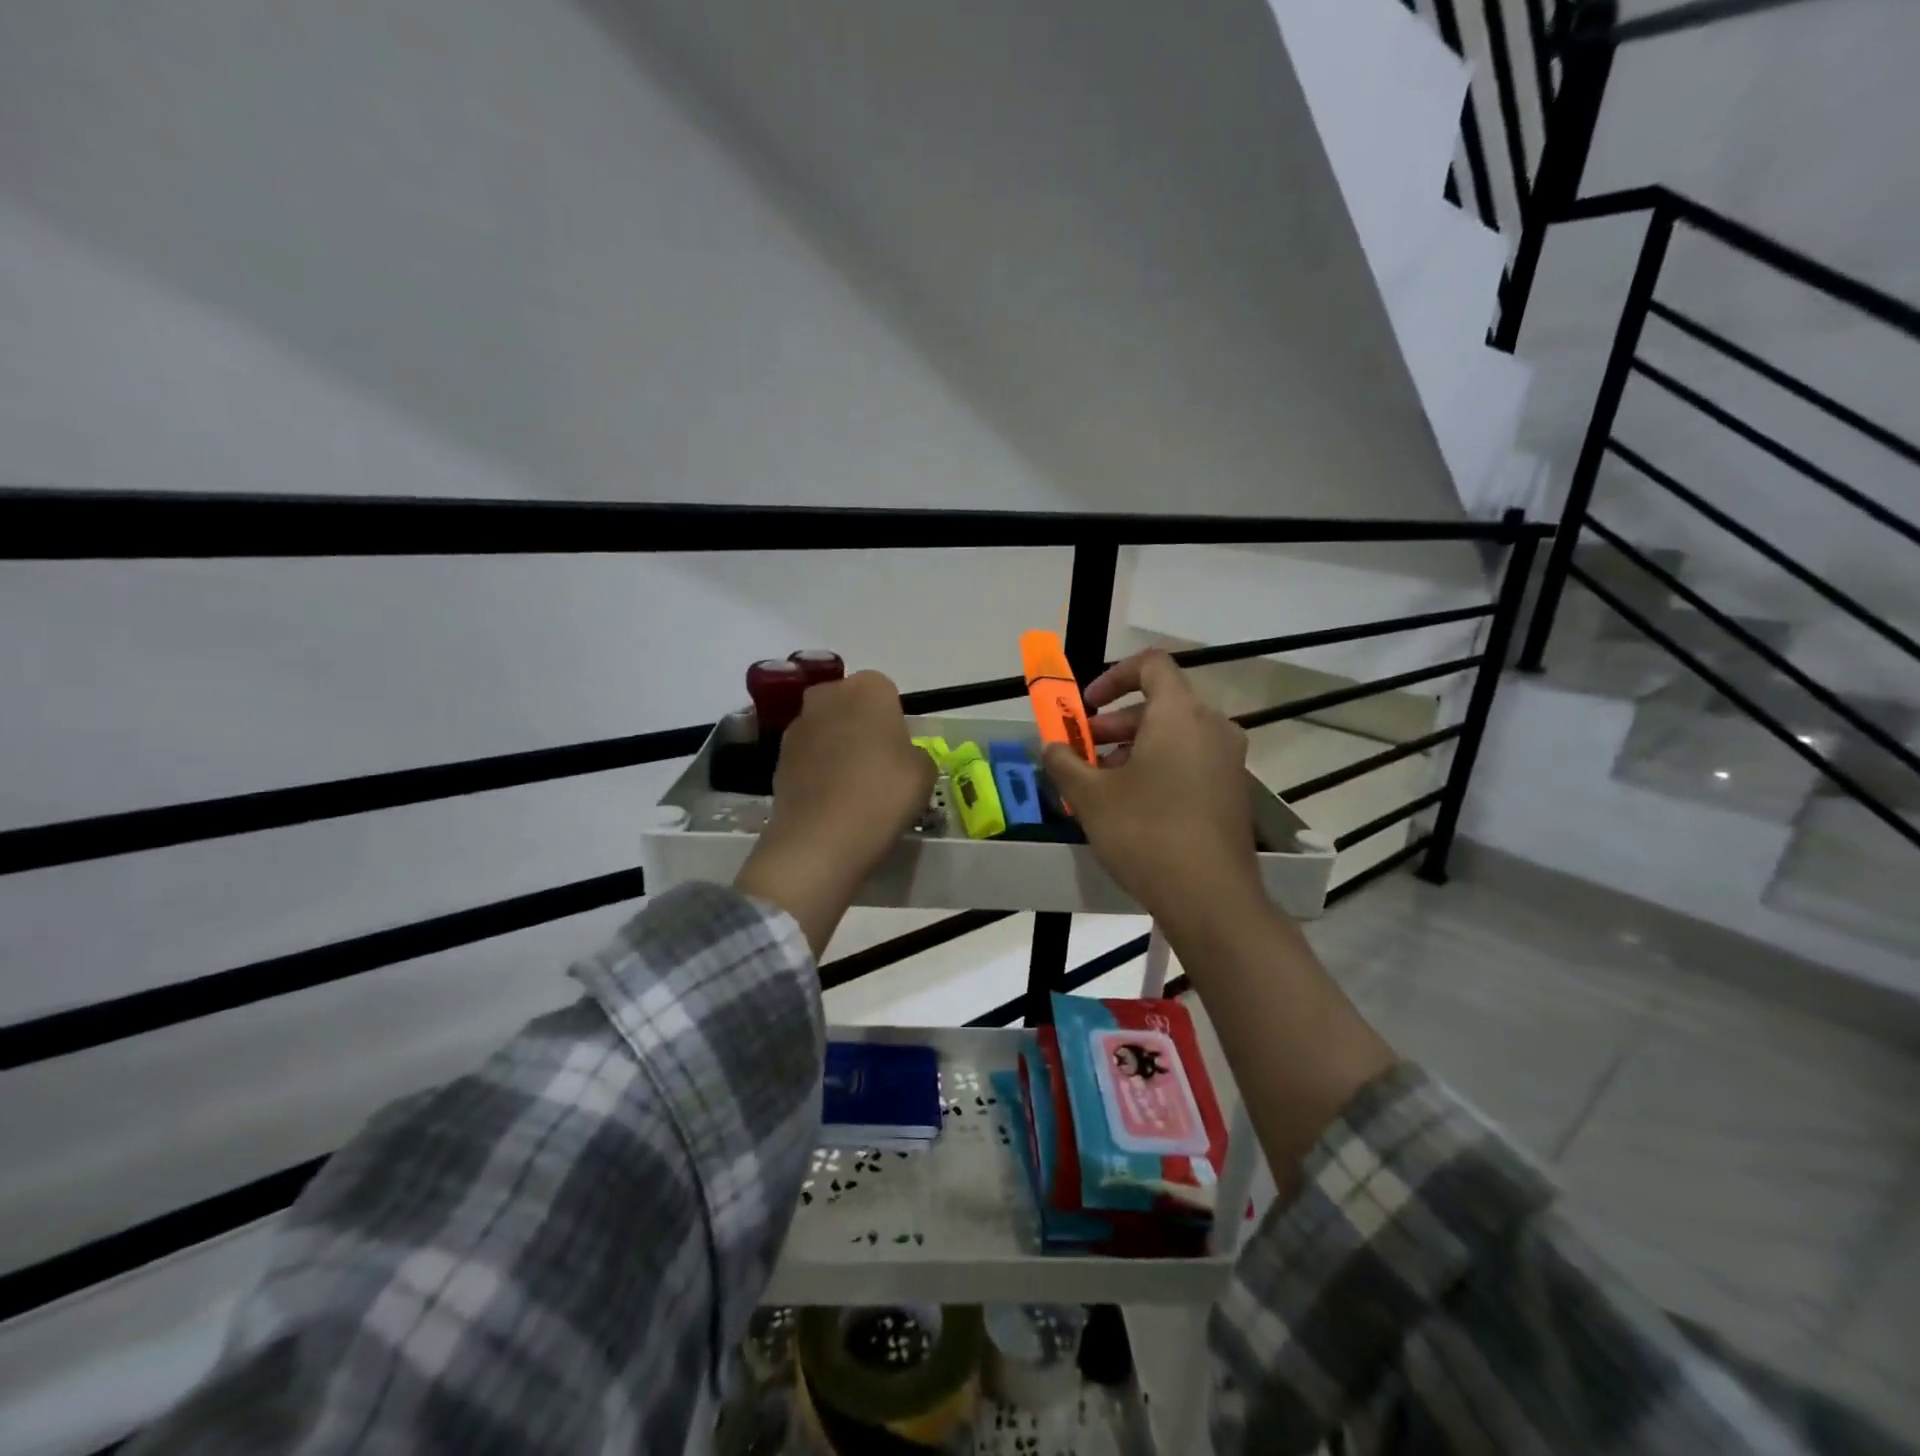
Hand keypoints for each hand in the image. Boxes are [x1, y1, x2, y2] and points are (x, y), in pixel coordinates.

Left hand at [735, 670, 934, 954]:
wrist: (821, 839)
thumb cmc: (884, 795)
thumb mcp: (925, 773)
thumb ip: (915, 753)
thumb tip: (900, 757)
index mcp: (869, 688)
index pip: (886, 692)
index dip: (895, 721)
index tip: (901, 751)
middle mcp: (828, 696)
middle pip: (850, 705)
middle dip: (862, 727)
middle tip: (879, 766)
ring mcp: (797, 726)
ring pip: (827, 730)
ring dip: (838, 748)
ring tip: (854, 790)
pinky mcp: (778, 758)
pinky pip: (808, 757)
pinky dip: (819, 772)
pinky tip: (832, 802)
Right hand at [1047, 651, 1394, 1188]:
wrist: (1221, 918)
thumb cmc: (1152, 846)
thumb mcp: (1094, 802)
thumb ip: (1064, 769)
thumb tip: (1043, 752)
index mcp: (1187, 720)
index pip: (1152, 666)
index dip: (1111, 675)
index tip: (1082, 705)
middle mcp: (1219, 737)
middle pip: (1164, 706)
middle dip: (1117, 723)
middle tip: (1082, 752)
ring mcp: (1233, 775)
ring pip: (1179, 744)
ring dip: (1137, 755)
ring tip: (1097, 788)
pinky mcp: (1237, 811)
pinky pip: (1192, 775)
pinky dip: (1158, 782)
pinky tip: (1130, 820)